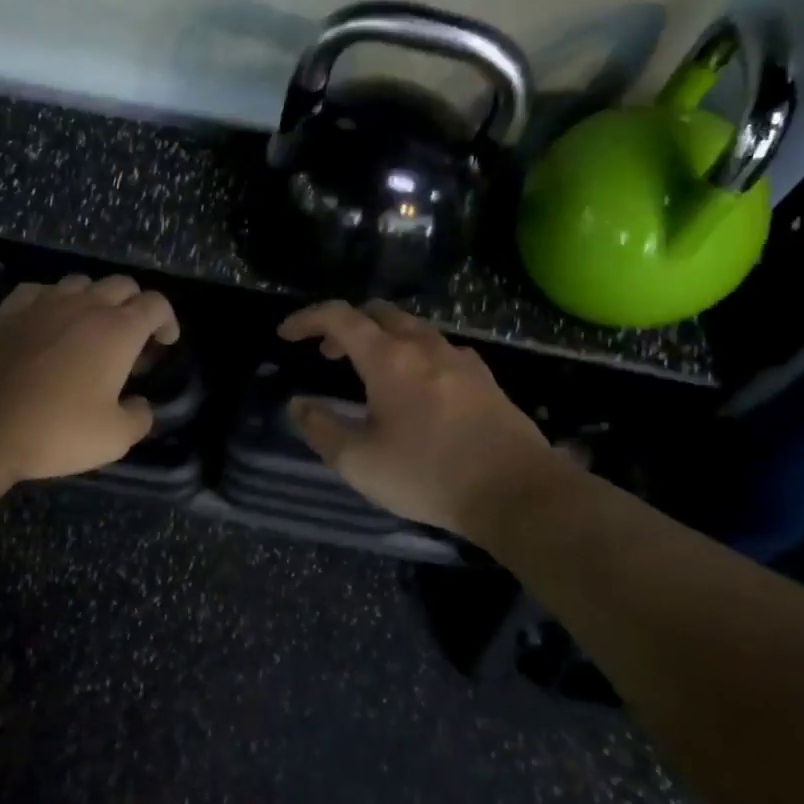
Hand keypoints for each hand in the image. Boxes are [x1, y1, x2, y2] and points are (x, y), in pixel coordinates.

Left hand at [0, 274, 179, 485]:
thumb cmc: (53, 431)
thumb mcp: (114, 439)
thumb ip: (139, 418)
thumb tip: (140, 405)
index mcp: (117, 330)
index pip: (155, 304)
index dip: (167, 320)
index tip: (165, 342)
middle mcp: (83, 306)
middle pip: (121, 285)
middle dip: (135, 305)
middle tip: (132, 338)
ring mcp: (41, 303)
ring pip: (80, 283)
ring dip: (94, 300)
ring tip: (90, 330)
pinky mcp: (6, 312)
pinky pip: (40, 292)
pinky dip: (53, 302)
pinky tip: (47, 324)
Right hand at [277, 300, 560, 538]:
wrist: (518, 492)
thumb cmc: (428, 475)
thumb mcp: (359, 462)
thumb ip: (321, 428)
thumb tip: (299, 404)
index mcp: (389, 359)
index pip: (340, 317)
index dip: (307, 319)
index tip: (286, 335)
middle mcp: (425, 346)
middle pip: (379, 312)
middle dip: (346, 325)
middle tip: (327, 354)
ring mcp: (460, 359)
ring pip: (412, 328)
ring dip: (380, 338)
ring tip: (366, 372)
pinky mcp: (484, 378)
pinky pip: (438, 349)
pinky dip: (412, 354)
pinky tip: (414, 389)